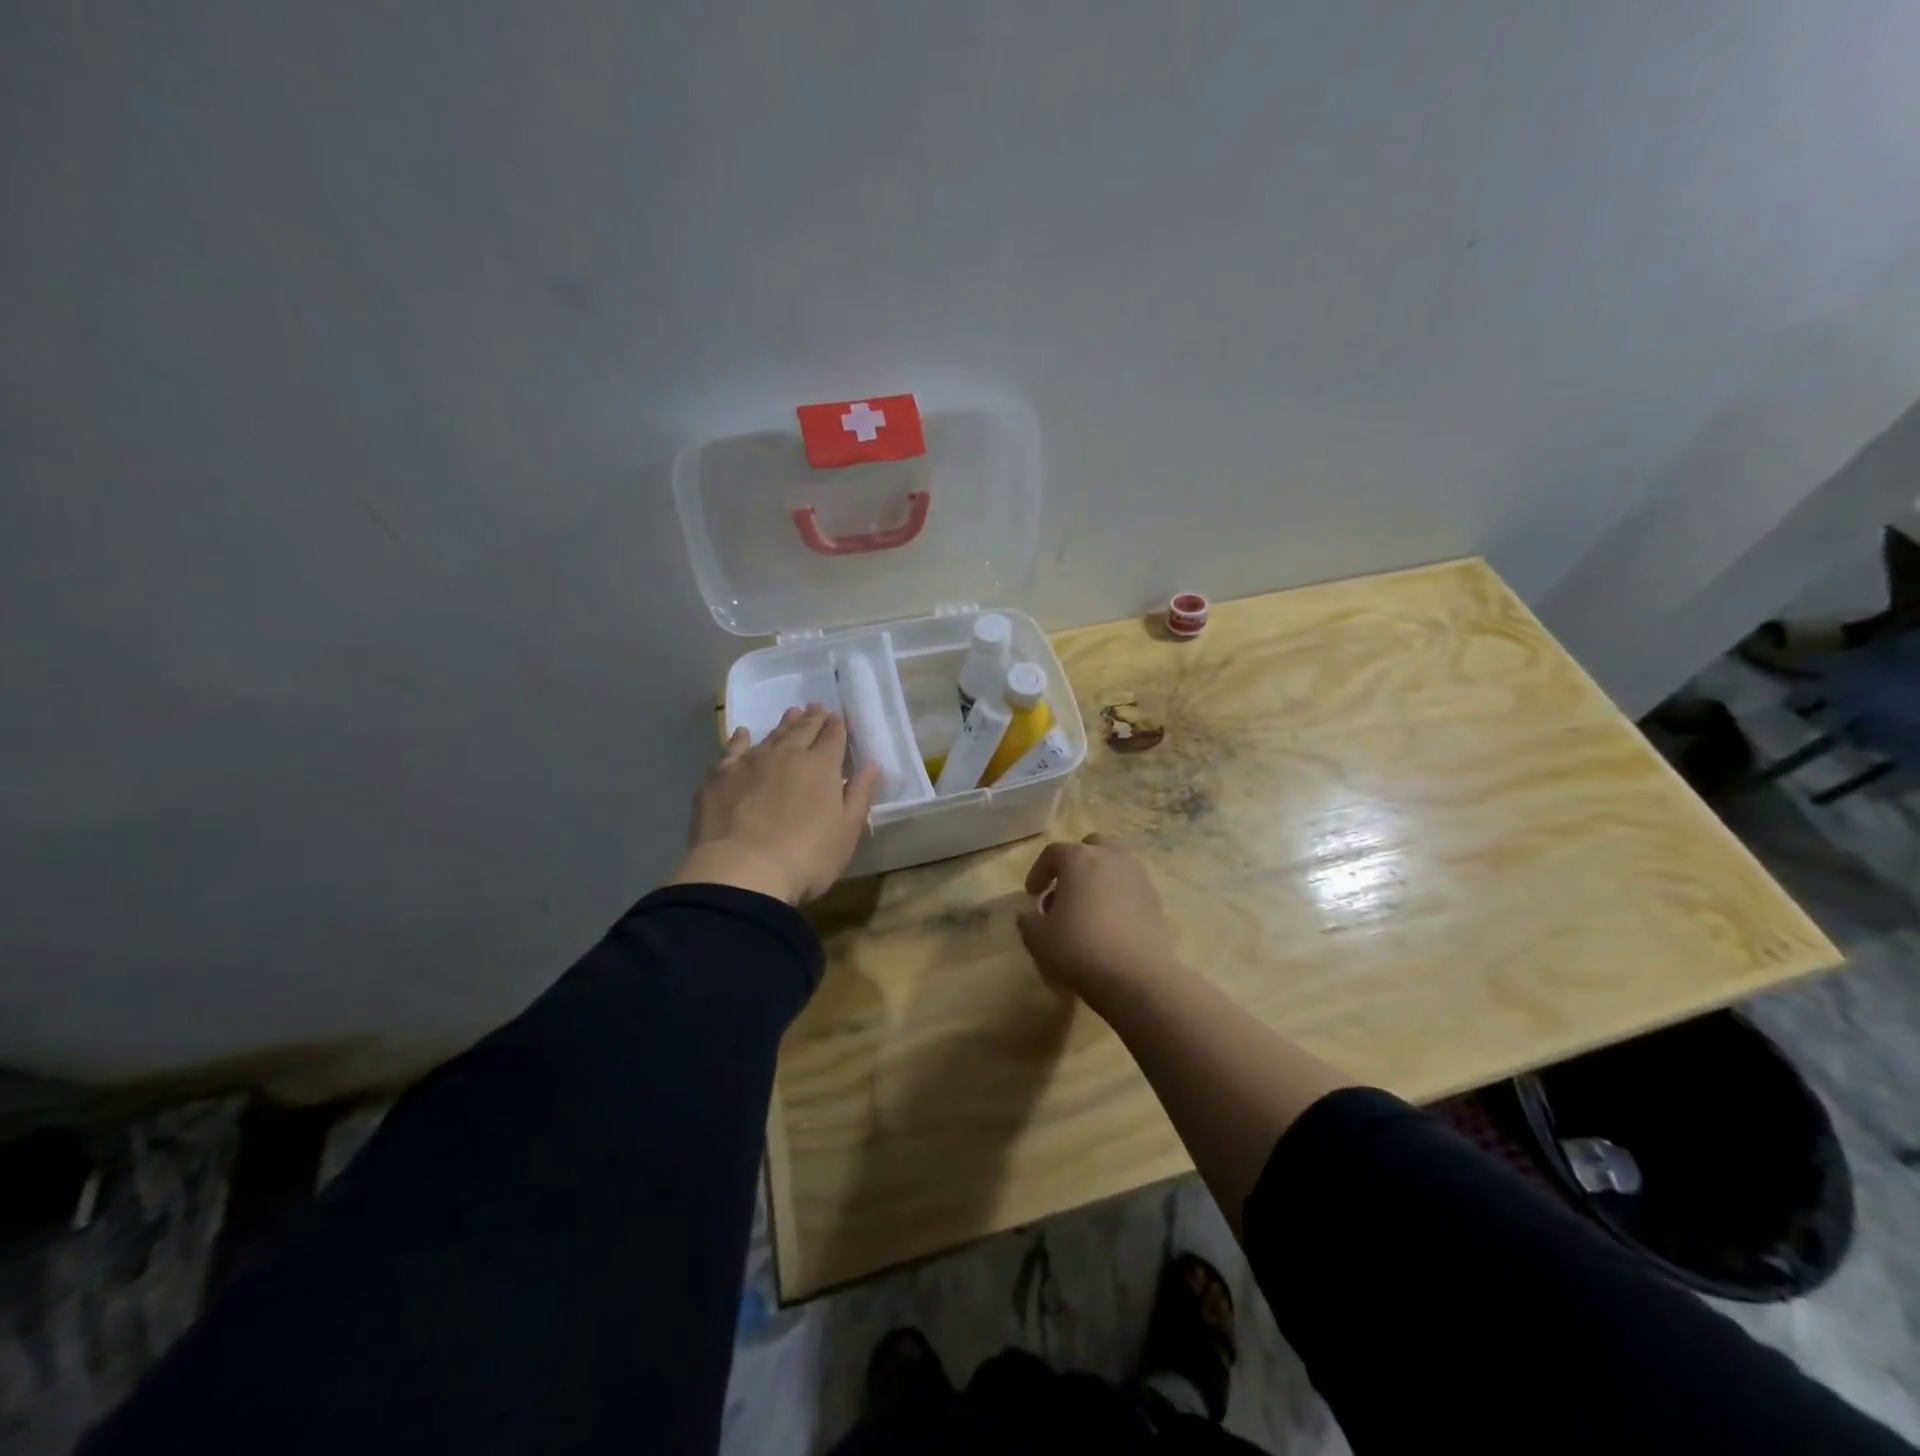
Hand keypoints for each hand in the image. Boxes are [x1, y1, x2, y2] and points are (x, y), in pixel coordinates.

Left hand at [666, 705, 882, 903]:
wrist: (741, 872)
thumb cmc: (806, 857)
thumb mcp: (847, 832)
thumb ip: (859, 795)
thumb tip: (872, 765)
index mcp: (821, 767)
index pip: (833, 737)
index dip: (837, 727)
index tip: (838, 718)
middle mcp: (787, 755)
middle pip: (803, 730)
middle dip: (812, 718)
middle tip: (816, 708)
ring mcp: (751, 762)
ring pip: (771, 735)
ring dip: (783, 724)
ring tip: (791, 714)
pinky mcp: (720, 776)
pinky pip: (733, 749)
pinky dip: (740, 739)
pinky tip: (742, 734)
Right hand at [1016, 834, 1184, 999]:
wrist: (1138, 976)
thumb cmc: (1080, 949)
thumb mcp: (1039, 939)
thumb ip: (1028, 921)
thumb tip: (1030, 914)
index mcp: (1079, 859)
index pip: (1053, 853)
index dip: (1038, 871)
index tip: (1031, 895)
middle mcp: (1111, 858)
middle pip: (1091, 847)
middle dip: (1074, 864)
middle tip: (1064, 891)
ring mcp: (1138, 877)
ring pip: (1114, 865)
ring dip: (1098, 878)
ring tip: (1087, 909)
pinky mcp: (1155, 900)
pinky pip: (1130, 887)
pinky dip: (1117, 897)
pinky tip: (1109, 924)